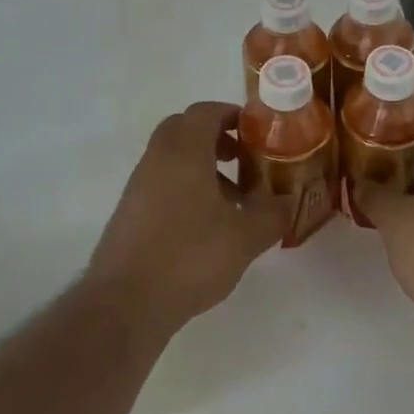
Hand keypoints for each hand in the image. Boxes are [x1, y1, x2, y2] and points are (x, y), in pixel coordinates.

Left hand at [89, 102, 286, 333]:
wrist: (125, 302)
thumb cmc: (189, 256)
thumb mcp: (245, 238)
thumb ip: (272, 215)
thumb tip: (288, 202)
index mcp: (184, 151)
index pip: (205, 112)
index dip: (232, 115)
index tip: (257, 133)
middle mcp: (157, 158)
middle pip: (185, 129)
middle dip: (217, 138)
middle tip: (243, 160)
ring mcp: (139, 185)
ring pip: (173, 158)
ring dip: (203, 167)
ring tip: (233, 201)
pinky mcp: (130, 212)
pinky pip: (162, 183)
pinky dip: (186, 189)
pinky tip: (206, 226)